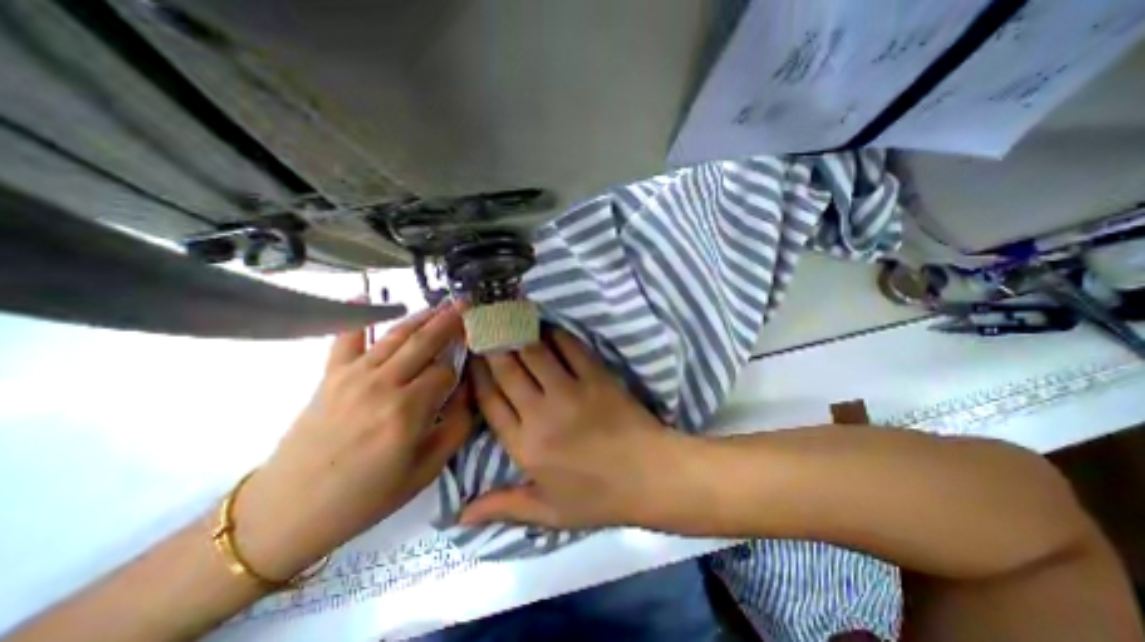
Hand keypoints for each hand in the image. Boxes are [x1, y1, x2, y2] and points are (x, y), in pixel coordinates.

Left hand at [238, 304, 471, 578]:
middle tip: (468, 304)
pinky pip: (345, 337)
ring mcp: (353, 376)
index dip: (462, 364)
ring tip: (443, 304)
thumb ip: (455, 427)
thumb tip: (468, 392)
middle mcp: (382, 385)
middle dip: (451, 321)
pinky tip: (367, 293)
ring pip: (397, 335)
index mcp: (407, 412)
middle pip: (425, 342)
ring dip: (423, 316)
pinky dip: (357, 313)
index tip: (473, 357)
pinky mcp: (330, 375)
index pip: (446, 372)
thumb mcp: (425, 472)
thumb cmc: (366, 497)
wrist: (286, 512)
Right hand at [459, 330, 691, 530]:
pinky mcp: (596, 377)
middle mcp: (541, 414)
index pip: (489, 401)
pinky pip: (570, 347)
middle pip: (507, 370)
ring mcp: (571, 391)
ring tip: (509, 320)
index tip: (472, 358)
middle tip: (485, 328)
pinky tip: (546, 327)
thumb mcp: (548, 512)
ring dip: (518, 334)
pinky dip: (555, 334)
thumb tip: (457, 518)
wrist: (650, 476)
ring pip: (534, 352)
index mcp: (525, 446)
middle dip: (492, 346)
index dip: (477, 375)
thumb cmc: (599, 497)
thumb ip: (503, 507)